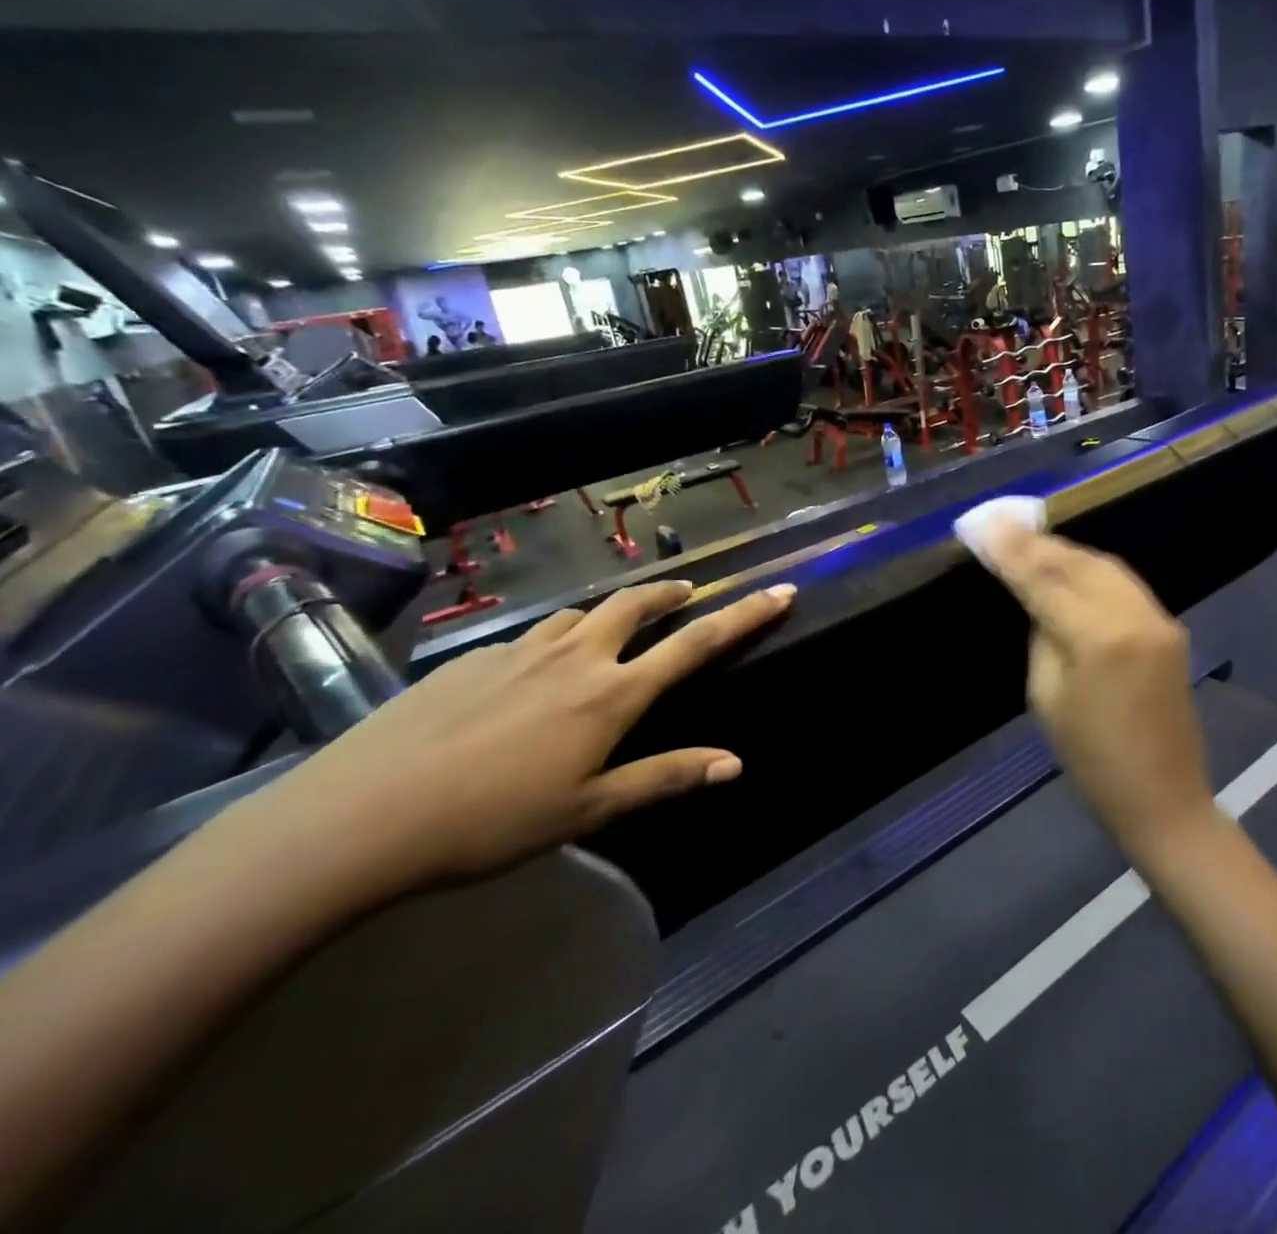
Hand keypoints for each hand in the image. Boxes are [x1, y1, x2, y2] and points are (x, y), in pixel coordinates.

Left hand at [232, 580, 794, 891]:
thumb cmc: (490, 821)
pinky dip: (550, 643)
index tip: (780, 590)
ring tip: (608, 637)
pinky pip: (529, 639)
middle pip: (635, 604)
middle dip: (669, 593)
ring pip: (579, 615)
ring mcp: (519, 651)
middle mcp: (573, 657)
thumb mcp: (588, 810)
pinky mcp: (471, 658)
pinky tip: (526, 680)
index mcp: (611, 694)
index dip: (744, 615)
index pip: (695, 643)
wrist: (360, 818)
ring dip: (607, 616)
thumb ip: (665, 777)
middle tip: (685, 594)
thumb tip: (736, 763)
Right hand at [975, 523, 1213, 853]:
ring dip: (1064, 552)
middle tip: (1001, 526)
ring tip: (1030, 542)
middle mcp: (1134, 615)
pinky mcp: (1169, 626)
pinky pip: (1123, 582)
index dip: (1011, 549)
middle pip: (1077, 561)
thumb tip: (1039, 599)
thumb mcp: (1047, 698)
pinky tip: (1069, 567)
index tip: (983, 523)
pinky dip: (1091, 569)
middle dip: (1037, 542)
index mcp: (1098, 637)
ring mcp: (1158, 618)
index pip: (1044, 579)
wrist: (1164, 798)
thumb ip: (1043, 636)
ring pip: (1104, 564)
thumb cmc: (1092, 761)